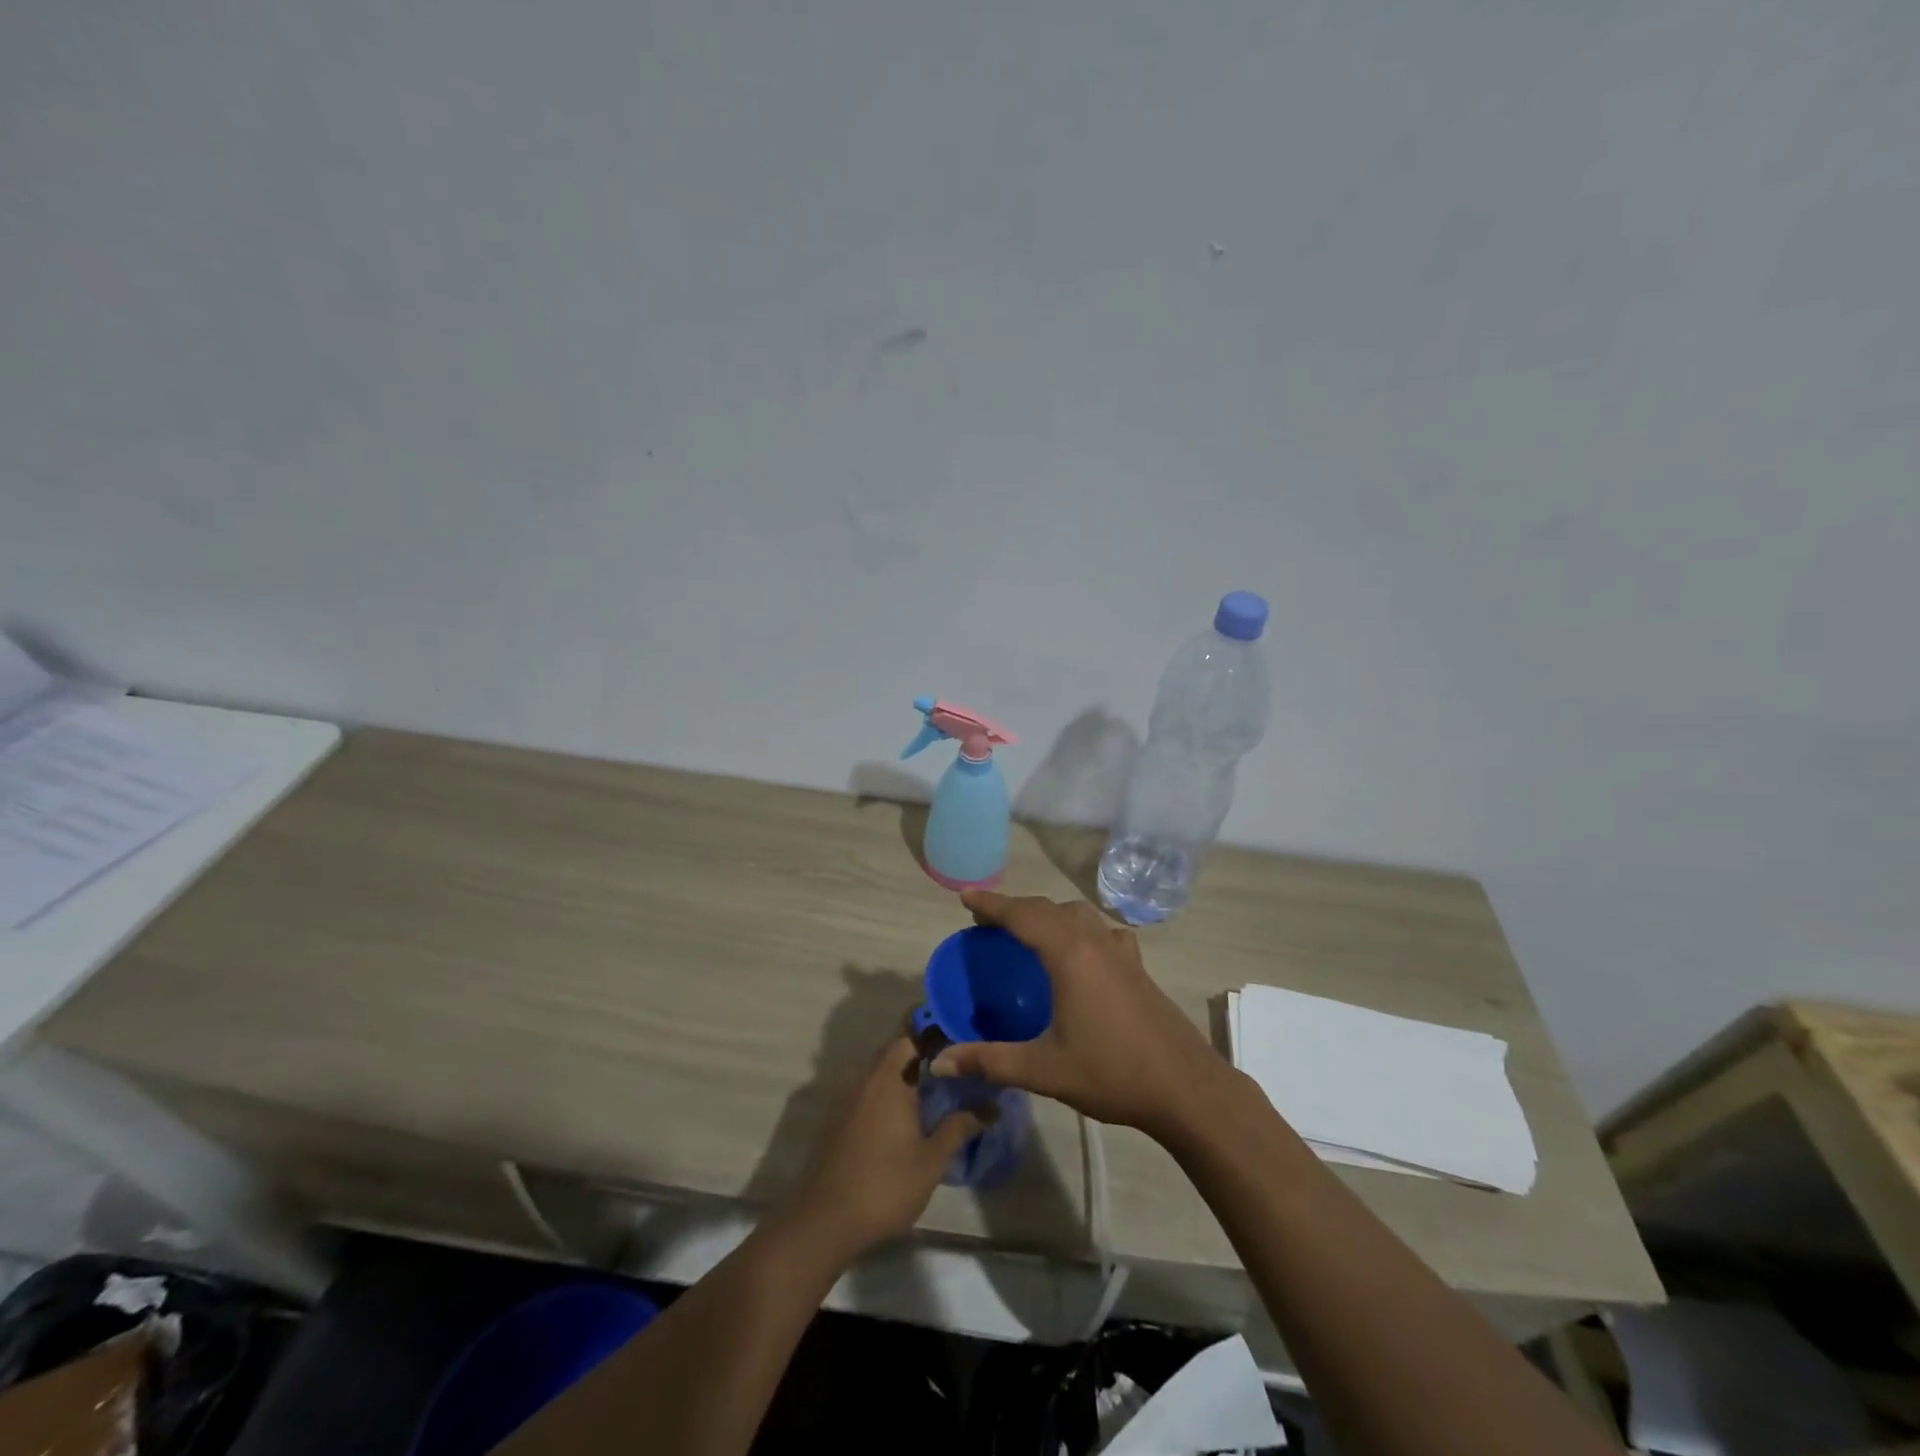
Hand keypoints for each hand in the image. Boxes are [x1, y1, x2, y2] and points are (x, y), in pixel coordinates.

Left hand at [783, 1037, 981, 1259]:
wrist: (825, 1221)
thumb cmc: (885, 1185)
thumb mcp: (931, 1160)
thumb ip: (959, 1128)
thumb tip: (990, 1107)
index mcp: (890, 1080)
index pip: (910, 1039)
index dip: (932, 1039)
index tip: (957, 1049)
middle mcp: (866, 1082)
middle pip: (894, 1055)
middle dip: (920, 1060)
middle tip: (950, 1075)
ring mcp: (848, 1102)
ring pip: (879, 1076)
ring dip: (902, 1080)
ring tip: (931, 1098)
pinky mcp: (838, 1123)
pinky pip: (867, 1096)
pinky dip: (886, 1099)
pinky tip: (902, 1124)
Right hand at [930, 891, 1235, 1142]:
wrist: (1186, 1088)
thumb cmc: (1112, 1074)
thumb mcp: (1044, 1070)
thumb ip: (990, 1061)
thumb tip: (940, 1061)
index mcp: (1069, 955)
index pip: (1022, 915)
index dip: (992, 904)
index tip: (965, 897)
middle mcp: (1094, 941)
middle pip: (1048, 909)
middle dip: (1015, 907)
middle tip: (987, 921)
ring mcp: (1121, 951)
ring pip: (1078, 914)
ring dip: (1048, 914)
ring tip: (1028, 930)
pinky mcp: (1137, 965)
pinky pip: (1101, 929)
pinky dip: (1080, 928)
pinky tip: (1081, 950)